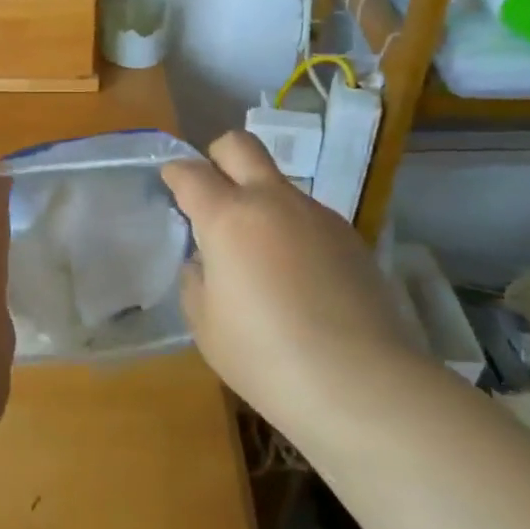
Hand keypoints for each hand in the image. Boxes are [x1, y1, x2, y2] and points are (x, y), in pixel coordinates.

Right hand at [162, 132, 423, 439]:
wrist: (360, 383)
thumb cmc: (263, 355)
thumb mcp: (205, 323)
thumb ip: (196, 279)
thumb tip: (206, 260)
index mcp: (228, 217)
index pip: (191, 172)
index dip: (174, 173)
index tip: (169, 184)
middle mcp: (273, 202)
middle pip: (240, 145)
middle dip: (217, 156)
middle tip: (211, 193)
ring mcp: (317, 215)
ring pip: (278, 184)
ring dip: (258, 200)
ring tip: (257, 253)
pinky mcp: (350, 237)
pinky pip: (307, 217)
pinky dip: (290, 230)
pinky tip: (295, 277)